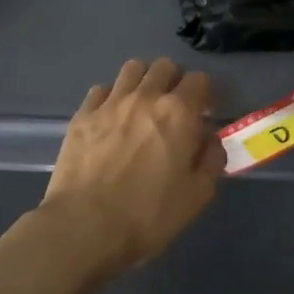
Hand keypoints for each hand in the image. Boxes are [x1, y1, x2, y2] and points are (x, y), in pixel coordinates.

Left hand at [40, 59, 221, 276]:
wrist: (84, 226)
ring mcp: (110, 103)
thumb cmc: (148, 215)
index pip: (200, 80)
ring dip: (143, 81)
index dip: (205, 94)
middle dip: (174, 81)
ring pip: (132, 69)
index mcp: (179, 113)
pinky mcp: (82, 115)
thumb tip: (209, 140)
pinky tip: (111, 119)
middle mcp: (145, 97)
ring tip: (142, 106)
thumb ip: (211, 160)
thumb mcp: (197, 196)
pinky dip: (111, 97)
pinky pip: (101, 90)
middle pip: (165, 67)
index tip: (203, 114)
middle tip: (173, 108)